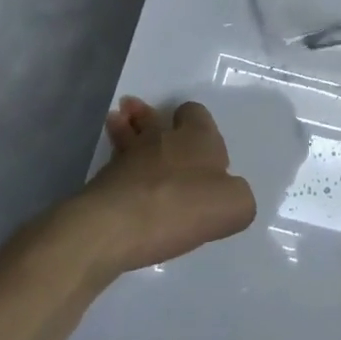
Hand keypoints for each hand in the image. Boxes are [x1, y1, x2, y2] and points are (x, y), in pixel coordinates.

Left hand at [51, 97, 256, 281]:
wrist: (115, 226)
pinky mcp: (102, 183)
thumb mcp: (234, 206)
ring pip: (129, 136)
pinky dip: (117, 165)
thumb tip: (228, 195)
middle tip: (146, 120)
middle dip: (151, 117)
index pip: (196, 112)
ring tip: (119, 122)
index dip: (197, 120)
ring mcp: (127, 159)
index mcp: (198, 138)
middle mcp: (162, 139)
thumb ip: (239, 197)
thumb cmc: (181, 207)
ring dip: (127, 129)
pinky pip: (114, 166)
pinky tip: (118, 173)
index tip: (199, 137)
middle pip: (157, 120)